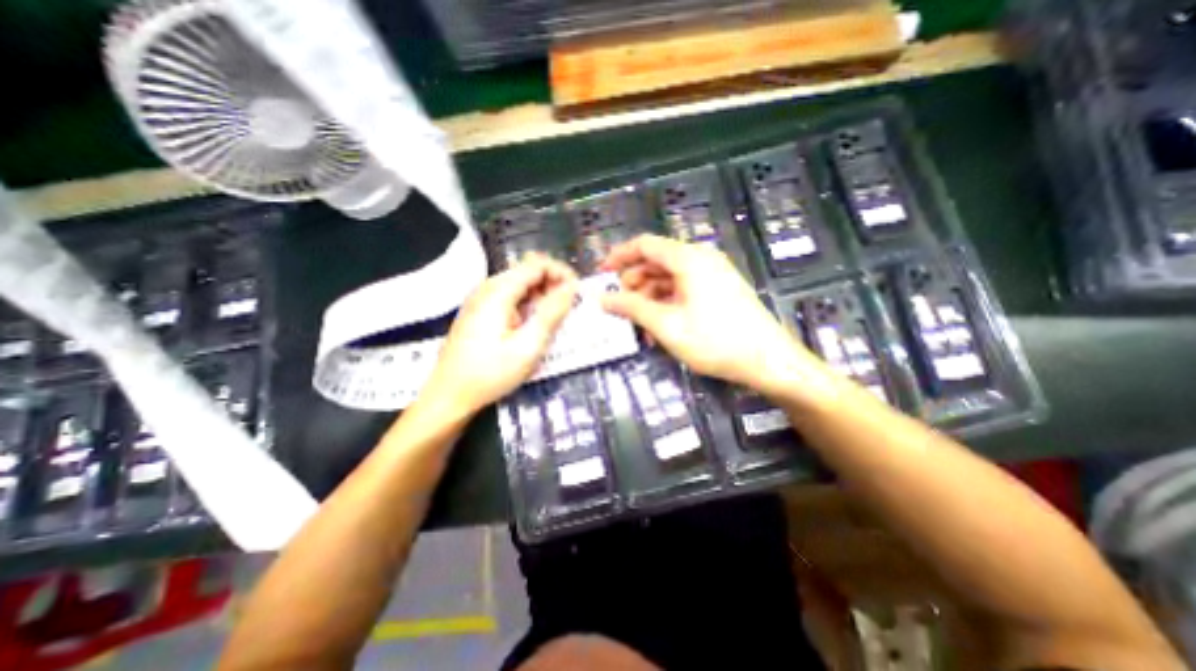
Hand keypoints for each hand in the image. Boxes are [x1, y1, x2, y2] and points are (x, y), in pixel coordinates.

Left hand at [419, 254, 580, 416]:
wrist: (449, 395)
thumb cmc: (491, 373)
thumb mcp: (529, 346)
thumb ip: (552, 313)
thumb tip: (571, 288)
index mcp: (498, 291)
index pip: (537, 264)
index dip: (562, 273)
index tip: (577, 293)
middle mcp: (488, 287)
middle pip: (528, 271)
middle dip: (553, 284)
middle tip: (568, 309)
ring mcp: (481, 299)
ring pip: (520, 284)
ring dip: (542, 296)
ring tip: (554, 319)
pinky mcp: (480, 312)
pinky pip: (511, 297)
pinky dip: (528, 305)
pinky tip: (534, 325)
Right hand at [599, 232, 822, 397]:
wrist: (768, 360)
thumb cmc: (715, 341)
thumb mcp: (666, 325)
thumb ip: (632, 308)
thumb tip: (603, 298)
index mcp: (688, 259)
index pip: (644, 245)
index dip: (619, 257)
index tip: (600, 274)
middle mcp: (700, 259)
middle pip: (656, 261)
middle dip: (633, 282)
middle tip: (618, 306)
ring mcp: (712, 274)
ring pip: (668, 277)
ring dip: (649, 296)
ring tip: (638, 323)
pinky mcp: (718, 289)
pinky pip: (683, 288)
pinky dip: (666, 302)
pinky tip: (658, 326)